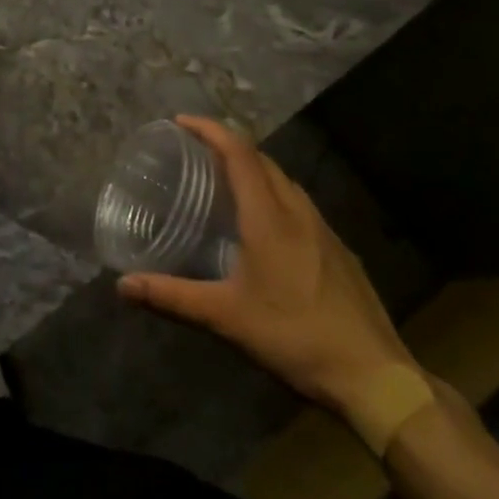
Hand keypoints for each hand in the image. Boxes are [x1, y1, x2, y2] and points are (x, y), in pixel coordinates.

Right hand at [117, 115, 419, 424]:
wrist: (375, 375)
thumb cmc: (295, 337)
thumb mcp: (226, 317)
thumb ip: (173, 296)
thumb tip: (123, 285)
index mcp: (269, 217)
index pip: (239, 153)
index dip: (210, 130)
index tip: (180, 122)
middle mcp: (298, 211)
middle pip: (261, 160)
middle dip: (227, 144)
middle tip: (194, 151)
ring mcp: (323, 229)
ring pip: (283, 180)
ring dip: (252, 168)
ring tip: (223, 180)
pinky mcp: (338, 249)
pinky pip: (298, 203)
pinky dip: (272, 193)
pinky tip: (263, 224)